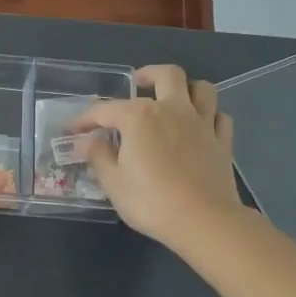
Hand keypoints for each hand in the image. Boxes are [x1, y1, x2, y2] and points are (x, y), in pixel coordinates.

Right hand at [73, 65, 242, 250]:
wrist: (204, 221)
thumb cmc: (151, 202)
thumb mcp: (114, 183)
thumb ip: (98, 157)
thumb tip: (86, 141)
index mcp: (139, 117)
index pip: (105, 110)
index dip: (85, 119)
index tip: (73, 130)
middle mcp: (172, 109)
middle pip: (167, 75)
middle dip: (149, 74)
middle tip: (138, 83)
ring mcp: (202, 124)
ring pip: (202, 89)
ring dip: (187, 88)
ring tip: (173, 99)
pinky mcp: (222, 142)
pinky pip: (220, 117)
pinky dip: (210, 116)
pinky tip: (200, 127)